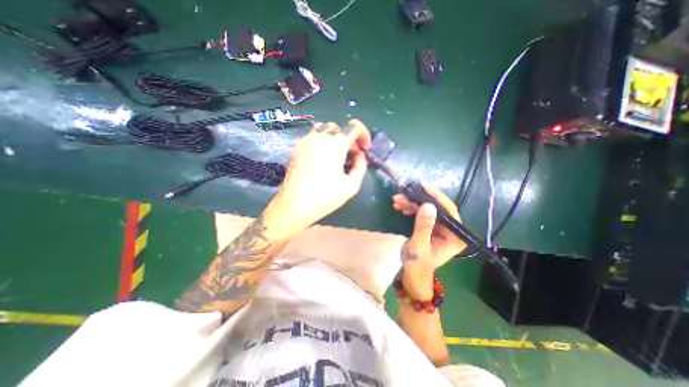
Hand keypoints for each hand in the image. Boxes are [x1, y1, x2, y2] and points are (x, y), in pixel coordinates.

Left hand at [264, 119, 371, 235]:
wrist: (294, 206)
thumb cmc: (324, 198)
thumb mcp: (351, 186)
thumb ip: (360, 166)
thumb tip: (359, 155)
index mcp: (334, 146)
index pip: (354, 126)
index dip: (364, 135)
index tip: (365, 149)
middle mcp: (319, 137)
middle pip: (340, 128)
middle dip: (350, 139)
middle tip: (352, 156)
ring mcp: (306, 141)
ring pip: (326, 128)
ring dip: (337, 137)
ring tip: (338, 154)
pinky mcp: (297, 147)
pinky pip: (314, 135)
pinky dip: (324, 140)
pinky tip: (324, 157)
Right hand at [392, 182, 468, 299]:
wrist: (412, 276)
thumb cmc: (417, 265)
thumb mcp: (419, 246)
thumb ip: (424, 226)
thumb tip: (428, 205)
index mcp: (455, 236)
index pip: (449, 210)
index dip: (436, 196)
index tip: (422, 186)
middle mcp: (450, 229)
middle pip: (436, 207)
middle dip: (417, 200)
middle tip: (401, 196)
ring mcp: (440, 228)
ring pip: (427, 209)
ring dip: (411, 203)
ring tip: (397, 201)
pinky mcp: (430, 227)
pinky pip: (421, 213)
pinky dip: (410, 209)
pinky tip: (401, 207)